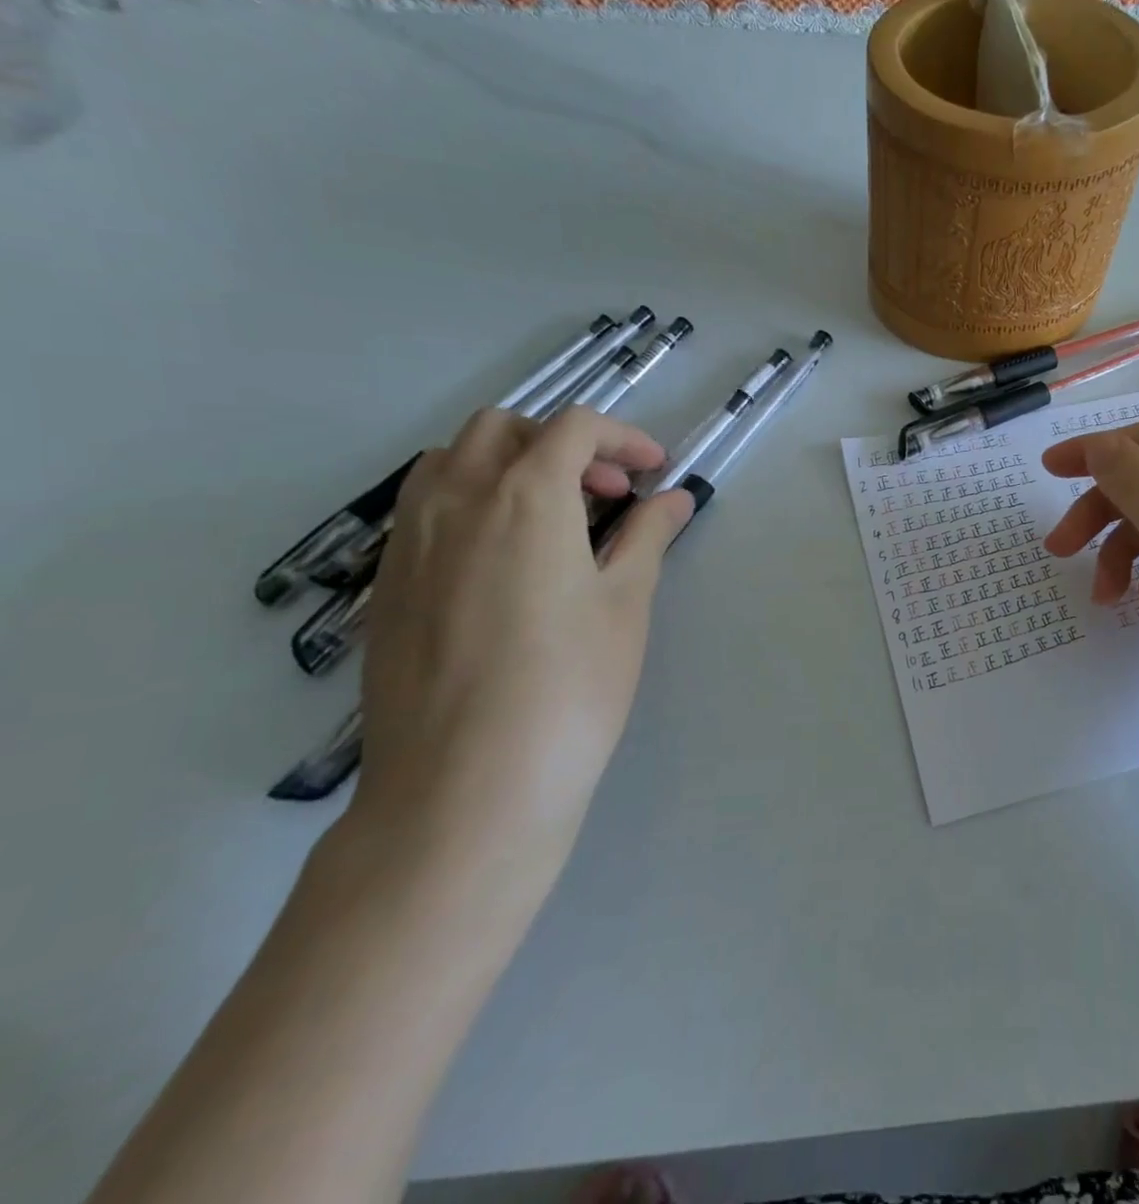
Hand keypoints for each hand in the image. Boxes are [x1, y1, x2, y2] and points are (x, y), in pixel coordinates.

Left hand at [348, 406, 692, 880]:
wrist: (466, 788)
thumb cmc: (569, 687)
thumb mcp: (625, 604)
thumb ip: (647, 537)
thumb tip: (673, 499)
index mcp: (525, 496)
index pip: (572, 427)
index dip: (622, 437)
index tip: (656, 471)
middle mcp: (456, 500)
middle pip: (503, 428)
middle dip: (562, 442)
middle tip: (606, 493)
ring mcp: (410, 542)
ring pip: (451, 460)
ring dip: (509, 464)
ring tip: (553, 517)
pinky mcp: (388, 585)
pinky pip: (425, 508)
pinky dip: (471, 501)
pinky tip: (505, 560)